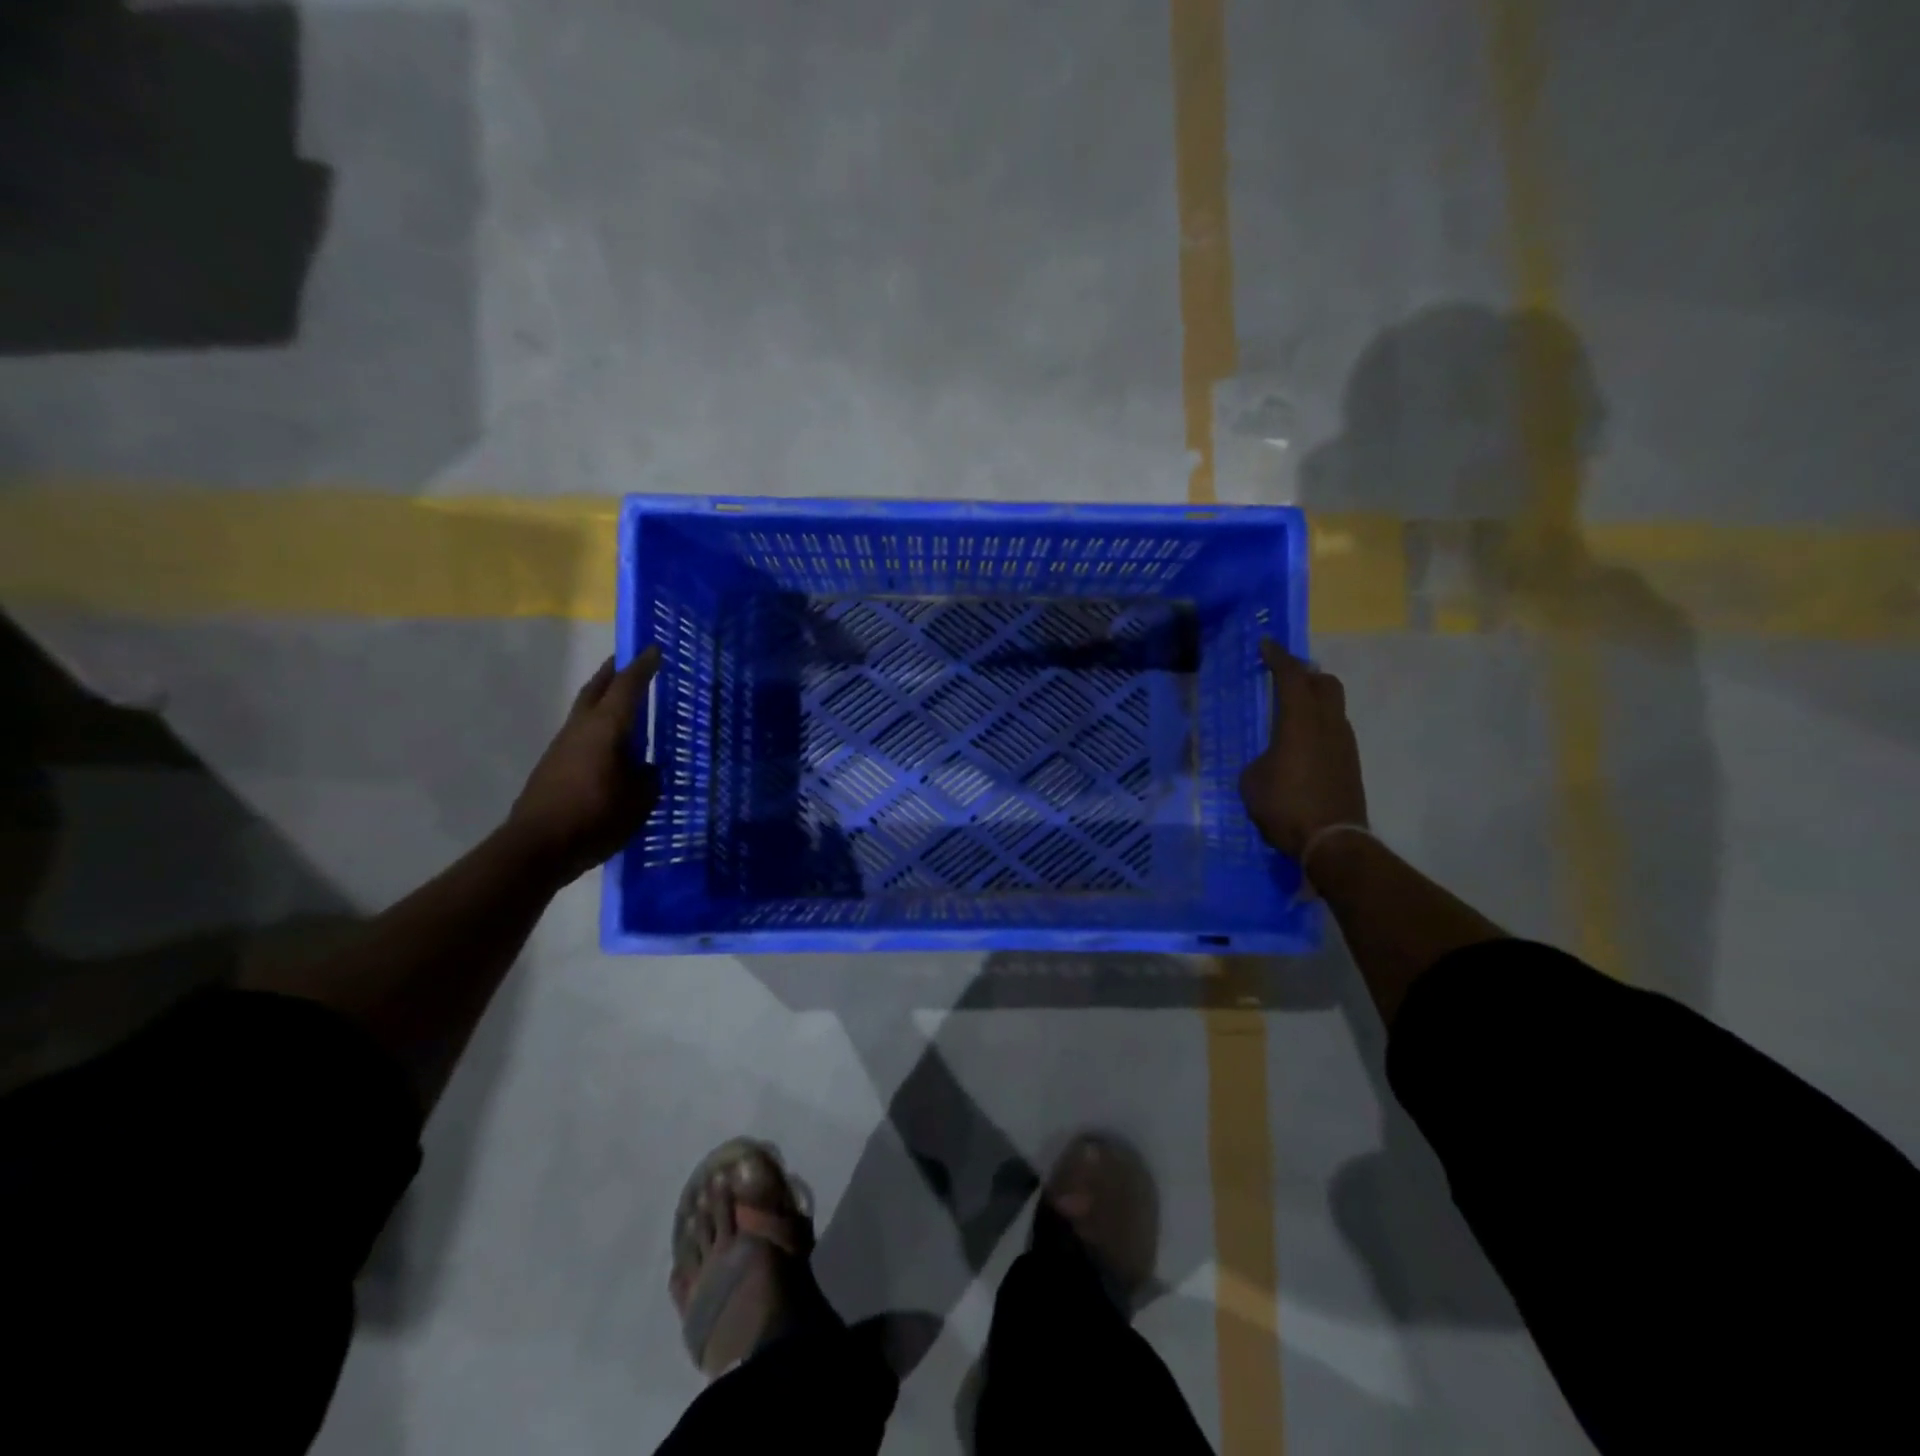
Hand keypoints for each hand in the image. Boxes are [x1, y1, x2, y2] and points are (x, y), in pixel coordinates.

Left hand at [507, 646, 661, 883]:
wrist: (536, 847)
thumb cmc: (594, 818)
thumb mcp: (639, 801)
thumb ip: (648, 779)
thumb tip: (647, 769)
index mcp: (606, 728)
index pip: (627, 687)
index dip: (643, 667)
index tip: (654, 648)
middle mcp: (581, 728)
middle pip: (597, 689)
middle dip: (614, 672)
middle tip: (629, 661)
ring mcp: (562, 746)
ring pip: (586, 710)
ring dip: (603, 698)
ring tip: (624, 701)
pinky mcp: (554, 766)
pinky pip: (581, 733)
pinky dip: (598, 725)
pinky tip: (610, 742)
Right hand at [1238, 639, 1366, 859]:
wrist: (1332, 841)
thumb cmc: (1285, 806)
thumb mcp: (1252, 781)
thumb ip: (1260, 759)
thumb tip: (1270, 760)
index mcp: (1300, 721)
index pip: (1291, 676)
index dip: (1277, 657)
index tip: (1265, 644)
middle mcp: (1328, 724)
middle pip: (1324, 683)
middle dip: (1304, 674)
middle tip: (1283, 676)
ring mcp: (1344, 744)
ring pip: (1333, 706)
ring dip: (1313, 700)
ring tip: (1290, 711)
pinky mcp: (1349, 764)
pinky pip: (1333, 730)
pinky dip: (1318, 725)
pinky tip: (1300, 743)